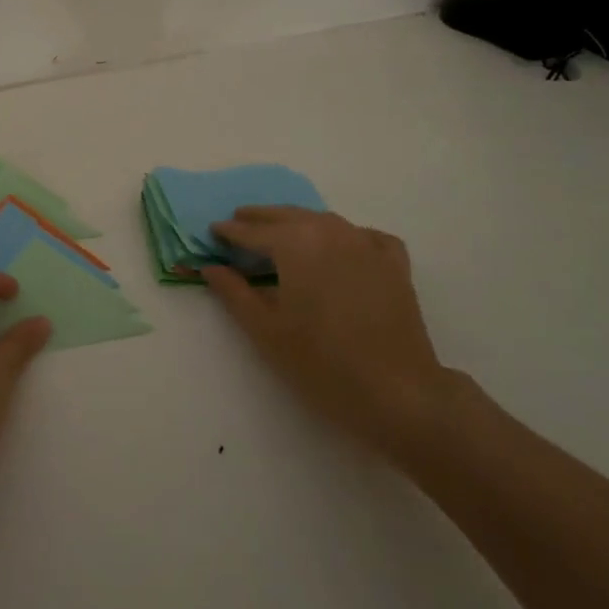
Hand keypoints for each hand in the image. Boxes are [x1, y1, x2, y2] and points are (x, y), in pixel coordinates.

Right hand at [205, 207, 454, 454]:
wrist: (398, 392)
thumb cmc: (321, 362)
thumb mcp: (265, 330)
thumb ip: (234, 292)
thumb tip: (210, 267)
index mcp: (294, 242)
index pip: (252, 231)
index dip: (229, 232)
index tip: (212, 231)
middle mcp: (329, 230)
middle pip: (287, 216)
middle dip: (260, 219)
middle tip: (239, 222)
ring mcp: (366, 243)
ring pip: (324, 221)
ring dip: (298, 222)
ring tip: (280, 233)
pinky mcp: (393, 263)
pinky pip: (363, 236)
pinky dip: (345, 236)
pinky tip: (341, 249)